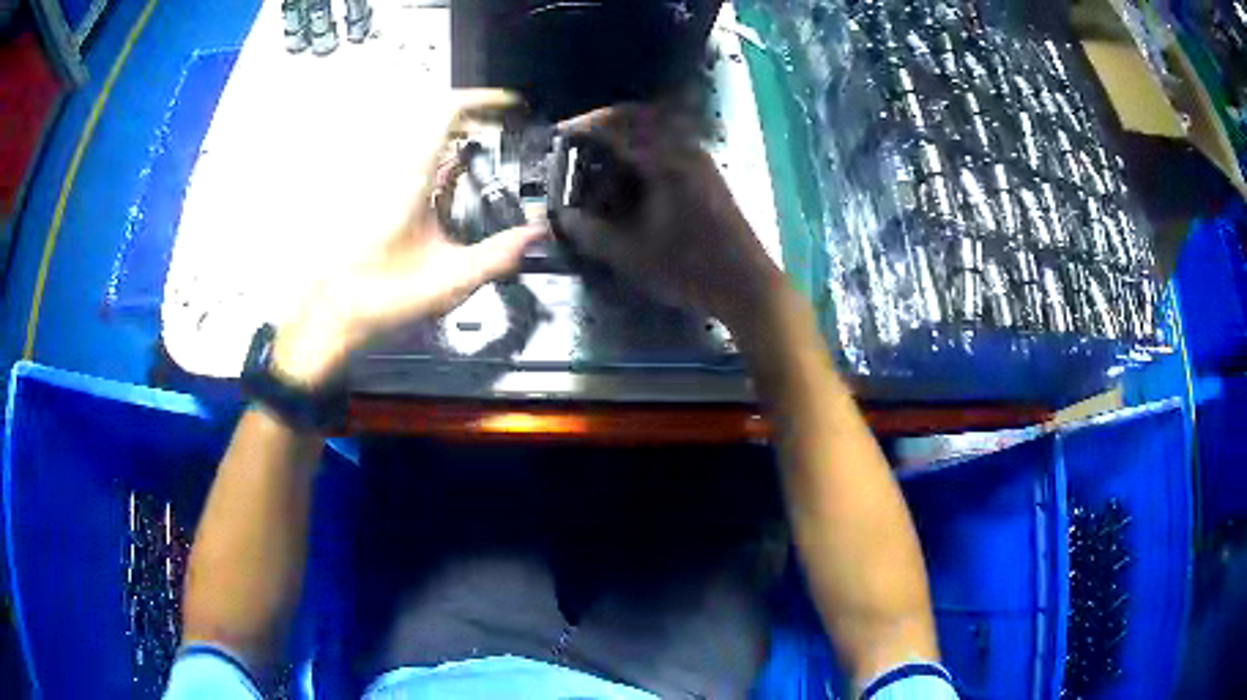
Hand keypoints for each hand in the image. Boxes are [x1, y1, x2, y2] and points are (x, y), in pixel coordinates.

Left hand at [273, 90, 546, 388]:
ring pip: (423, 138)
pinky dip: (439, 158)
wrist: (331, 314)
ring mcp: (381, 178)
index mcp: (410, 177)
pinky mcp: (375, 192)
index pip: (448, 112)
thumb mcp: (448, 281)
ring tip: (486, 151)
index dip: (485, 101)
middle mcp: (393, 167)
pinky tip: (451, 184)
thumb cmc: (382, 296)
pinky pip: (412, 159)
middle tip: (507, 130)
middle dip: (477, 118)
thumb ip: (498, 256)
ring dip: (458, 137)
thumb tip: (537, 234)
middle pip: (438, 119)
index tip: (514, 107)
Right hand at [556, 104, 783, 330]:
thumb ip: (591, 233)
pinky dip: (647, 148)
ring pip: (660, 129)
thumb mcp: (632, 254)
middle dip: (607, 121)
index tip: (559, 134)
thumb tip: (562, 218)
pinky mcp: (708, 176)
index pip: (618, 126)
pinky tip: (634, 174)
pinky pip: (672, 145)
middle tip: (580, 137)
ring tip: (602, 154)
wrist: (747, 286)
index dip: (584, 126)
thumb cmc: (689, 268)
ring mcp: (701, 161)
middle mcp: (685, 150)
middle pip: (642, 116)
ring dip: (629, 133)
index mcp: (666, 161)